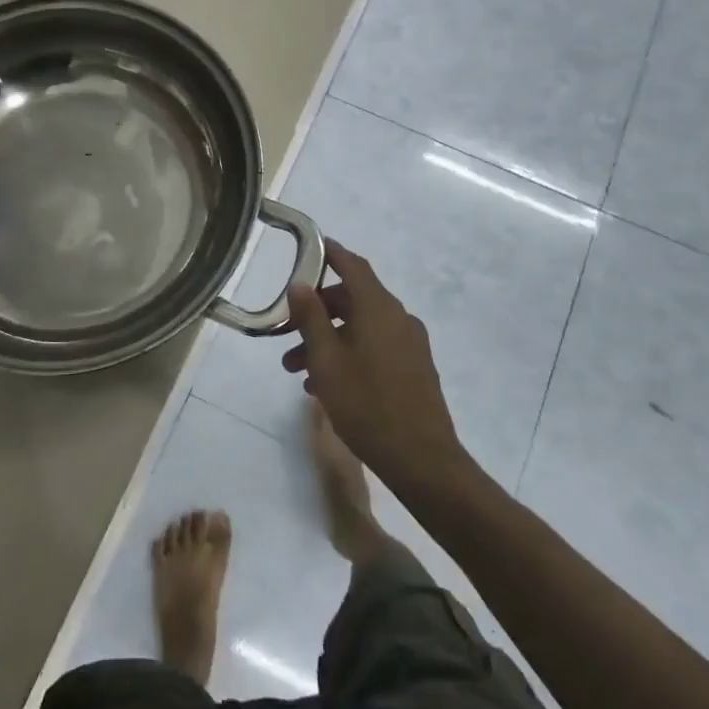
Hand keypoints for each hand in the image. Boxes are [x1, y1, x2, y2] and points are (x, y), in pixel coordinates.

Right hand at [283, 240, 467, 494]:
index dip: (330, 253)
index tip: (309, 247)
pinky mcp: (414, 367)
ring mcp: (409, 343)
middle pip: (353, 298)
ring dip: (328, 338)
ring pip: (360, 327)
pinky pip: (374, 346)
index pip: (352, 265)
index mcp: (378, 308)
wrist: (422, 460)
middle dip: (317, 311)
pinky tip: (326, 384)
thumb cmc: (367, 404)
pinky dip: (348, 353)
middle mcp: (398, 318)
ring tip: (297, 369)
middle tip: (285, 331)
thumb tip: (300, 284)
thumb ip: (311, 318)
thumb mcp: (327, 360)